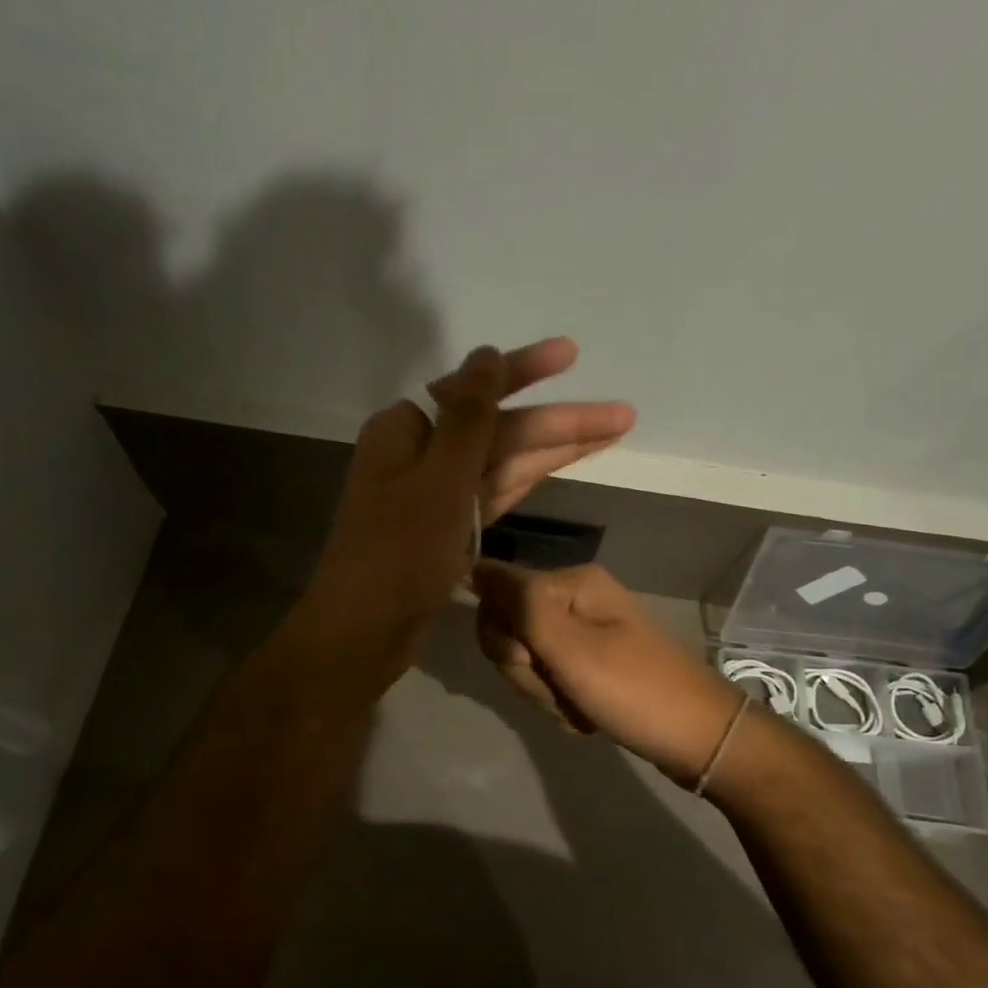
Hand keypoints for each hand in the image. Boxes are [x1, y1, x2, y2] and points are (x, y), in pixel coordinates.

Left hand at [294, 341, 634, 694]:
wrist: (365, 633)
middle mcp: (420, 454)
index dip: (525, 371)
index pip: (475, 389)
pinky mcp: (449, 529)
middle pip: (498, 428)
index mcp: (406, 430)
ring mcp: (436, 494)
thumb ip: (469, 416)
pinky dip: (528, 480)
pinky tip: (567, 464)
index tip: (571, 355)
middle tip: (622, 415)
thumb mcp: (440, 479)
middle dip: (557, 421)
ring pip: (503, 461)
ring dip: (553, 449)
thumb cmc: (398, 553)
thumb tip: (485, 355)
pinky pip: (495, 493)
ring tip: (614, 433)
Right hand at [471, 560, 745, 785]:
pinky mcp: (591, 663)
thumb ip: (519, 604)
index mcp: (571, 583)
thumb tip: (472, 564)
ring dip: (544, 693)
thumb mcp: (569, 647)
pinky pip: (550, 680)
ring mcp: (584, 634)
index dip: (503, 637)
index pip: (496, 596)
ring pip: (526, 662)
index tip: (533, 661)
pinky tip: (586, 716)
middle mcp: (575, 600)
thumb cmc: (634, 690)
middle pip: (510, 632)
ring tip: (579, 707)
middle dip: (526, 671)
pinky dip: (560, 704)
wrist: (699, 739)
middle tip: (562, 687)